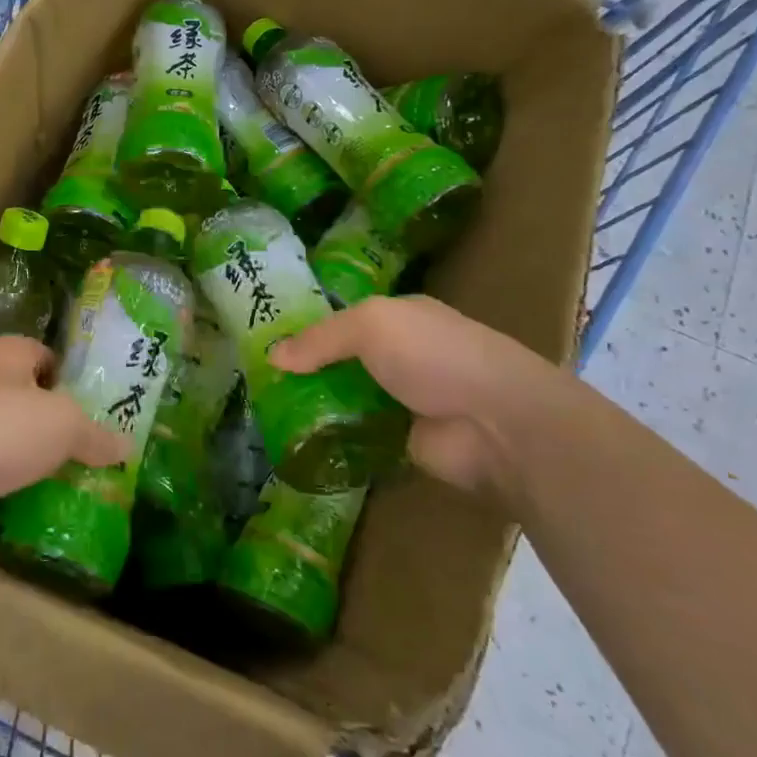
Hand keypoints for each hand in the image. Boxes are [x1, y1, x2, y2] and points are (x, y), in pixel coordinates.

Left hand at [0, 336, 130, 540]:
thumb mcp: (63, 425)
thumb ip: (96, 435)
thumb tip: (127, 446)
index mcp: (5, 357)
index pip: (42, 354)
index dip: (67, 375)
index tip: (92, 405)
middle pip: (23, 400)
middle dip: (51, 424)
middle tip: (88, 452)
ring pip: (3, 441)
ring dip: (27, 461)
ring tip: (68, 485)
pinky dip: (4, 492)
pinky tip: (32, 510)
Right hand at [269, 295, 562, 494]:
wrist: (498, 425)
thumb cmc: (435, 356)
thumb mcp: (371, 325)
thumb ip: (320, 338)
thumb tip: (273, 355)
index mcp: (401, 317)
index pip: (344, 318)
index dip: (307, 327)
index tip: (265, 340)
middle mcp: (403, 354)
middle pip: (343, 359)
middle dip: (306, 368)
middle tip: (258, 381)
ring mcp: (405, 399)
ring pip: (348, 396)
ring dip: (316, 404)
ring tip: (266, 412)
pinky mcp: (404, 439)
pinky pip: (358, 432)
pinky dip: (333, 435)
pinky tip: (297, 439)